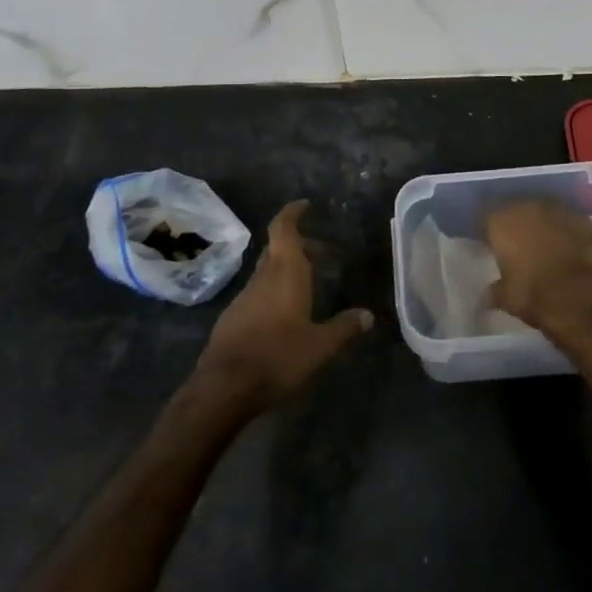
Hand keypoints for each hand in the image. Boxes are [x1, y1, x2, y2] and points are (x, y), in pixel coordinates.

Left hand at [193, 199, 372, 410]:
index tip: (305, 205)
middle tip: (323, 252)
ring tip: (310, 283)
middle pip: (278, 248)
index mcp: (285, 272)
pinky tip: (286, 313)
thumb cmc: (277, 357)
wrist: (224, 387)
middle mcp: (263, 277)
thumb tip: (367, 315)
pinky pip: (258, 292)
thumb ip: (344, 328)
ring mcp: (245, 296)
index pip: (284, 229)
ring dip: (287, 269)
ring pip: (268, 271)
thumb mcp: (320, 346)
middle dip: (299, 246)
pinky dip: (275, 290)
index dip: (292, 213)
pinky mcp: (234, 316)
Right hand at [485, 199, 591, 340]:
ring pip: (544, 212)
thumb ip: (495, 290)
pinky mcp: (584, 220)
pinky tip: (570, 249)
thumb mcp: (506, 298)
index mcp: (501, 221)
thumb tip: (488, 294)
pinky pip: (569, 222)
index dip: (487, 231)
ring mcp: (558, 210)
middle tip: (517, 245)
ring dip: (542, 225)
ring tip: (545, 246)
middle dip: (516, 225)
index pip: (485, 218)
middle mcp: (527, 207)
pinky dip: (567, 232)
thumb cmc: (534, 295)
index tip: (489, 244)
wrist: (583, 298)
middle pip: (516, 210)